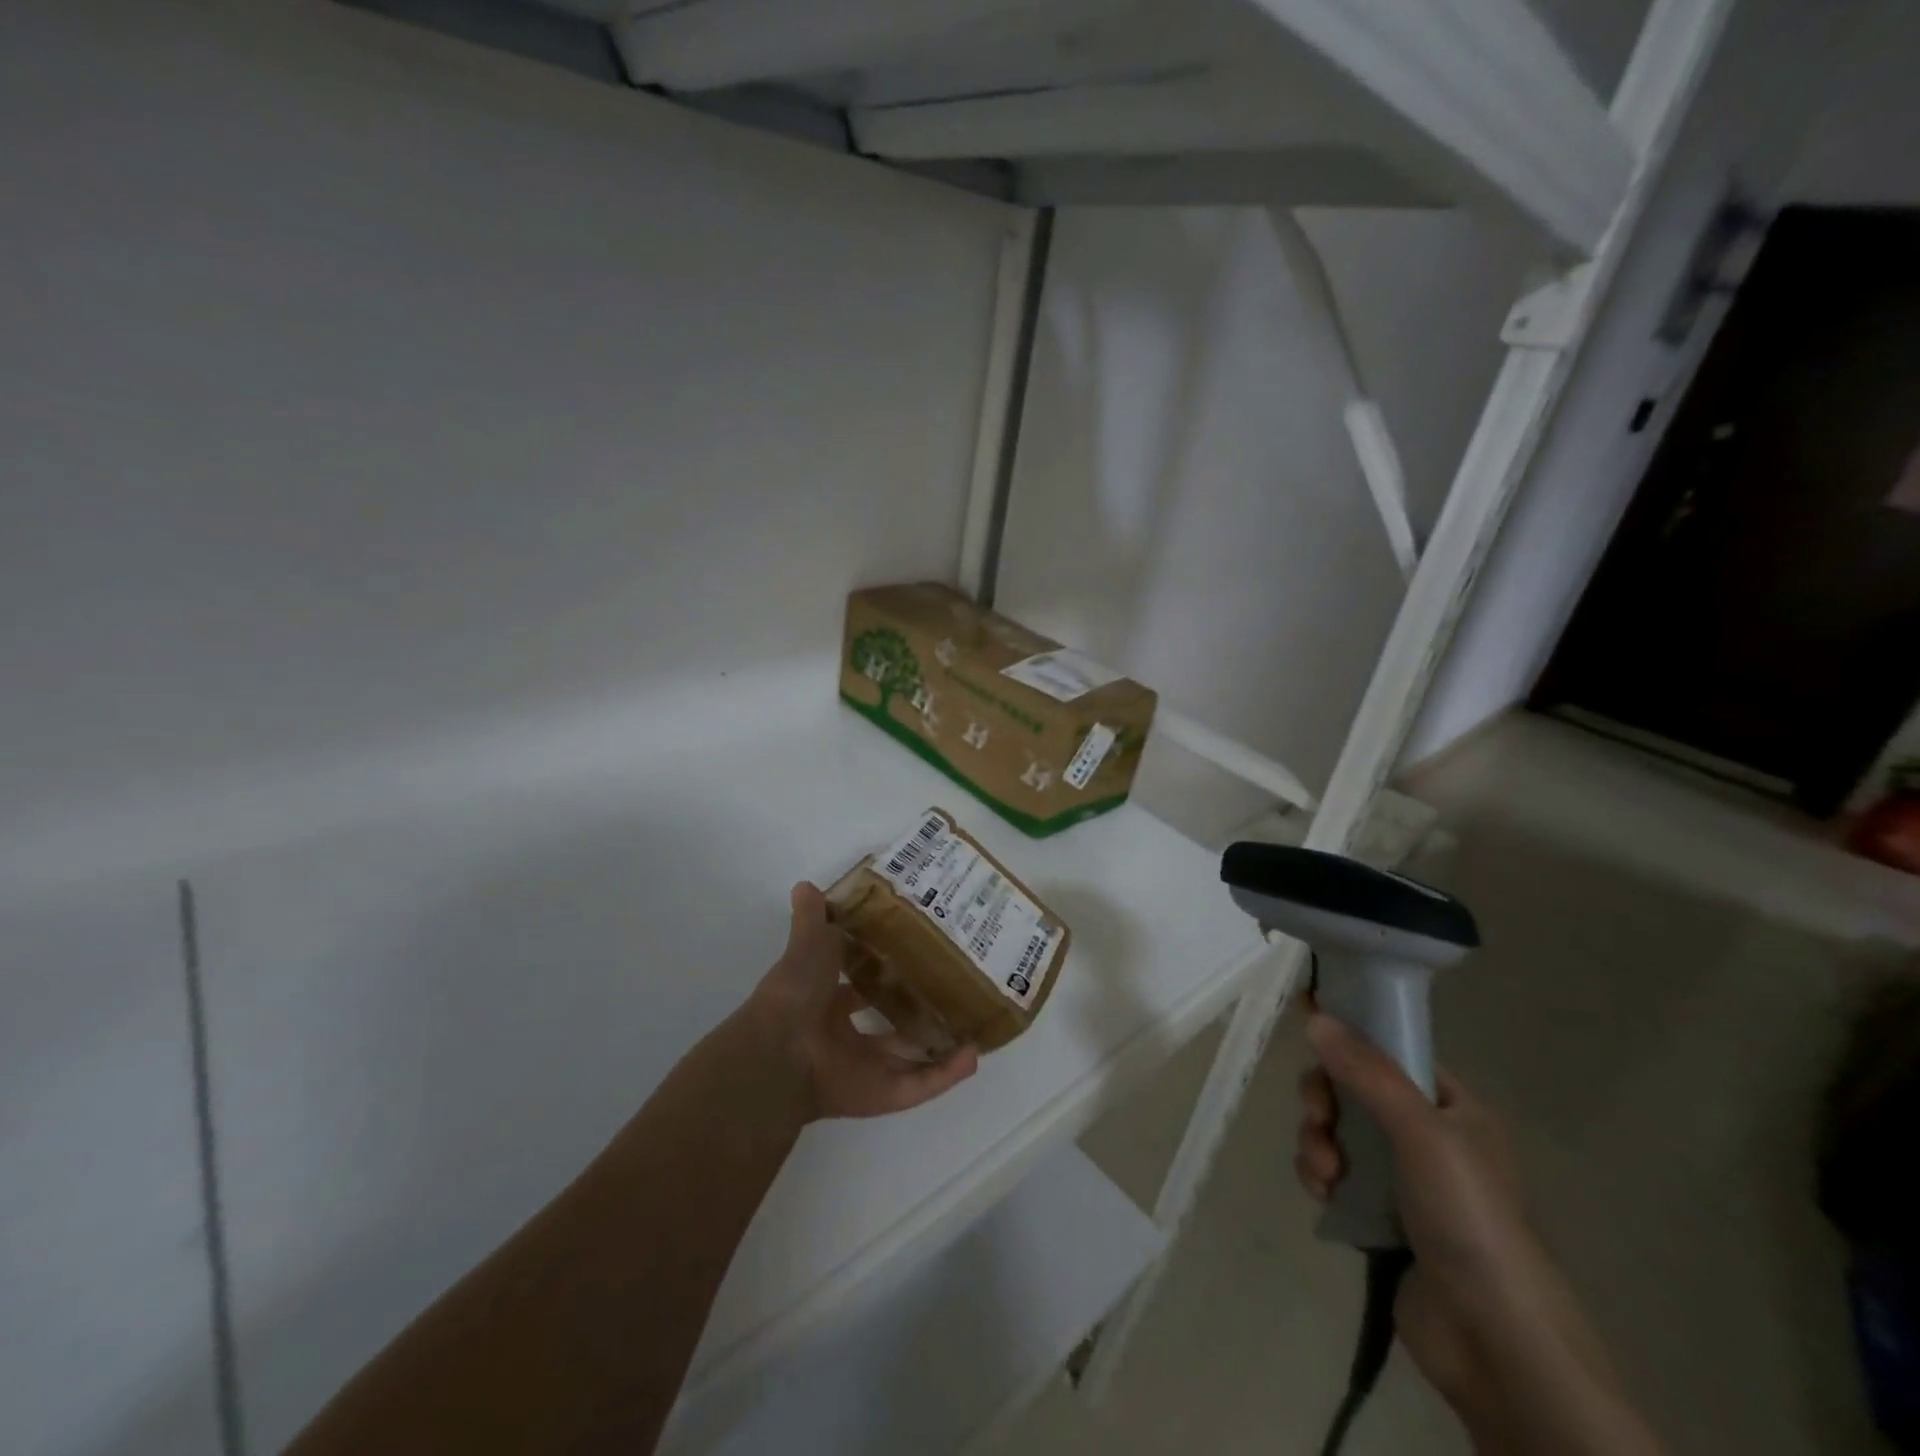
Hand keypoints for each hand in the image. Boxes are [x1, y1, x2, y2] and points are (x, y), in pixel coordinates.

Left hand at [742, 883, 978, 1121]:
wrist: (782, 1051)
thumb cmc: (795, 992)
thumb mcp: (807, 944)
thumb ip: (811, 918)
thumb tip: (804, 885)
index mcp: (822, 1004)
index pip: (854, 990)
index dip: (877, 976)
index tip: (909, 959)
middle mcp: (842, 1039)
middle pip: (885, 1028)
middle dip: (912, 1014)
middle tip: (949, 993)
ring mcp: (863, 1070)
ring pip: (908, 1060)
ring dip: (939, 1048)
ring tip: (973, 1028)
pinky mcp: (881, 1095)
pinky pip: (920, 1085)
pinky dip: (947, 1074)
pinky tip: (974, 1055)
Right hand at [1297, 1015, 1664, 1455]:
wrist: (1494, 1340)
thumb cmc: (1469, 1217)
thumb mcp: (1422, 1132)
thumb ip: (1368, 1073)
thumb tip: (1316, 1017)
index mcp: (1451, 1107)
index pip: (1391, 1051)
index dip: (1351, 1038)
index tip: (1310, 1031)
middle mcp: (1427, 1135)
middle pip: (1353, 1089)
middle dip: (1325, 1100)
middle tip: (1318, 1118)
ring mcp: (1402, 1178)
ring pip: (1337, 1131)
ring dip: (1317, 1141)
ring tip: (1324, 1173)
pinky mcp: (1379, 1216)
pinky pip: (1334, 1173)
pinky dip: (1319, 1176)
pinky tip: (1323, 1195)